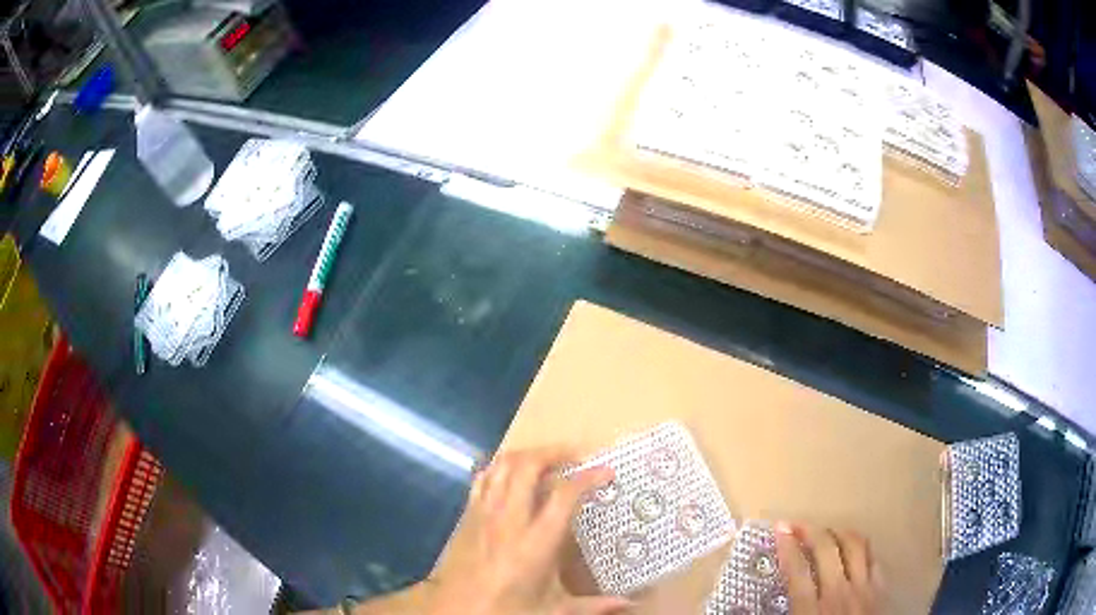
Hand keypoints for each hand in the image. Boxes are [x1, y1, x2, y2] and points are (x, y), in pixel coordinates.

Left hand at [427, 448, 632, 614]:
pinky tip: (512, 474)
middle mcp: (508, 519)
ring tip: (547, 460)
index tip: (607, 472)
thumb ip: (594, 605)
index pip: (565, 495)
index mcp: (536, 543)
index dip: (588, 477)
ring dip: (527, 455)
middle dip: (554, 452)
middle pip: (528, 466)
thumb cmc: (508, 610)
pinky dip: (500, 467)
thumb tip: (630, 604)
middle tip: (575, 457)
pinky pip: (482, 478)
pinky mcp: (467, 515)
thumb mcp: (554, 610)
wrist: (457, 612)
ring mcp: (483, 514)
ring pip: (502, 466)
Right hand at [774, 523, 880, 614]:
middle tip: (797, 524)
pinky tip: (853, 550)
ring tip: (826, 531)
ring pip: (855, 546)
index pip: (796, 571)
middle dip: (810, 530)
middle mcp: (839, 593)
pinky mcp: (881, 589)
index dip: (786, 546)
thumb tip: (742, 611)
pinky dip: (862, 548)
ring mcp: (864, 589)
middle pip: (826, 549)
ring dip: (838, 533)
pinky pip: (874, 558)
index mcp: (811, 611)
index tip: (779, 528)